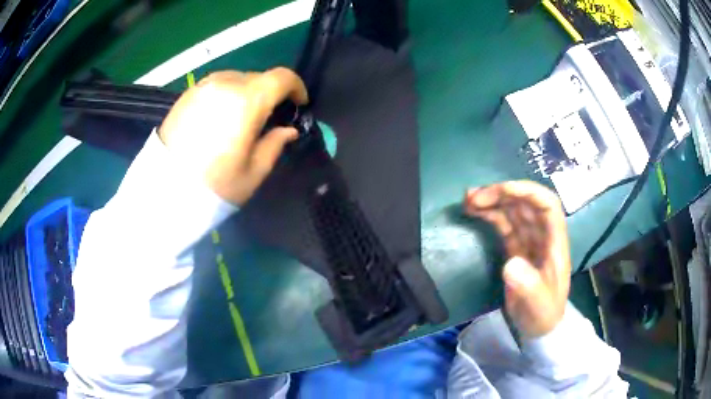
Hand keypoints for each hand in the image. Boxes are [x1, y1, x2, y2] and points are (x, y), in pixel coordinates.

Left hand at [158, 68, 307, 205]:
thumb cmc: (214, 186)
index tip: (298, 103)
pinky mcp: (186, 94)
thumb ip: (275, 144)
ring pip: (236, 79)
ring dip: (246, 92)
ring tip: (241, 118)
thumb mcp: (254, 172)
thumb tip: (288, 130)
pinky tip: (219, 118)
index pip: (281, 78)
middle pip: (258, 77)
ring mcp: (203, 87)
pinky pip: (215, 85)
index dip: (296, 87)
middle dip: (270, 93)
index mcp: (246, 101)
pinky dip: (226, 95)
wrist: (164, 191)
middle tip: (268, 117)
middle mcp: (225, 84)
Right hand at [464, 181, 570, 337]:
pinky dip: (490, 215)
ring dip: (492, 201)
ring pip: (513, 211)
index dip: (527, 191)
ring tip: (468, 200)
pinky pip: (504, 225)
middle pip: (525, 203)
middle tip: (474, 197)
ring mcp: (529, 240)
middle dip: (502, 194)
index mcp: (554, 242)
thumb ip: (528, 286)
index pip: (547, 205)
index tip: (502, 190)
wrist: (539, 326)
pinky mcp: (516, 248)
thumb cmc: (543, 314)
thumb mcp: (538, 305)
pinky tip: (474, 212)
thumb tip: (510, 264)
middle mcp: (542, 235)